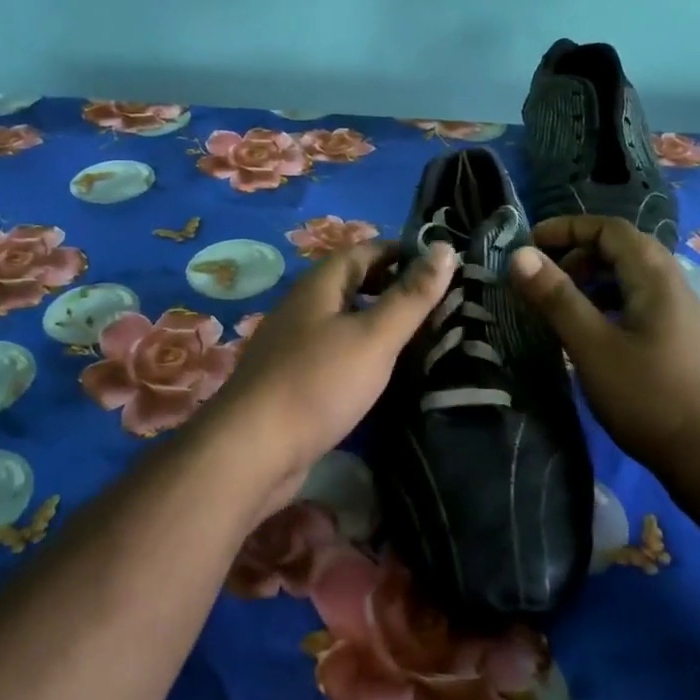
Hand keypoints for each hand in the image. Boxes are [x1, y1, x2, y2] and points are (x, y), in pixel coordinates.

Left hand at [204, 239, 458, 508]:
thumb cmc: (317, 383)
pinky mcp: (295, 383)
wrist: (253, 451)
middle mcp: (304, 309)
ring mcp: (295, 347)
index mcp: (319, 287)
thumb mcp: (373, 336)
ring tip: (424, 337)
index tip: (441, 262)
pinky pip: (337, 356)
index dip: (401, 252)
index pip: (364, 251)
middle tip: (440, 302)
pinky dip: (365, 356)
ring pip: (346, 323)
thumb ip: (411, 296)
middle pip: (353, 286)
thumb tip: (445, 247)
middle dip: (394, 288)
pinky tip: (387, 375)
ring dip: (380, 324)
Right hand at [509, 215, 699, 475]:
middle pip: (622, 249)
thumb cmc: (650, 397)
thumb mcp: (592, 346)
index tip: (529, 244)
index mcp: (654, 276)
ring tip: (561, 307)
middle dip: (577, 255)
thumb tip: (520, 254)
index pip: (609, 229)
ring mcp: (682, 315)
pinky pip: (639, 304)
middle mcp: (673, 285)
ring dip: (592, 281)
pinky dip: (608, 305)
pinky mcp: (682, 342)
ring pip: (631, 279)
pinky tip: (593, 336)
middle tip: (543, 280)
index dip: (567, 228)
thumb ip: (556, 298)